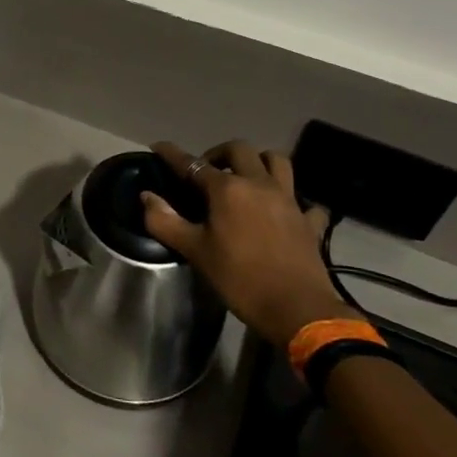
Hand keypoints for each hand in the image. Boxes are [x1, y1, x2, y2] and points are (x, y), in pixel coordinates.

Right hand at [142, 140, 351, 346]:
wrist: (297, 310)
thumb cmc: (240, 279)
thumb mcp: (195, 252)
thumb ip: (165, 221)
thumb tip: (147, 196)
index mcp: (228, 189)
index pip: (193, 164)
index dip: (172, 154)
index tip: (158, 147)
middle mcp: (259, 184)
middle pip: (240, 150)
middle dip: (219, 153)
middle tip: (206, 171)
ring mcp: (289, 200)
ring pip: (277, 162)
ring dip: (259, 162)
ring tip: (246, 178)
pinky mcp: (309, 221)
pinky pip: (304, 201)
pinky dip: (293, 200)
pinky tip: (284, 211)